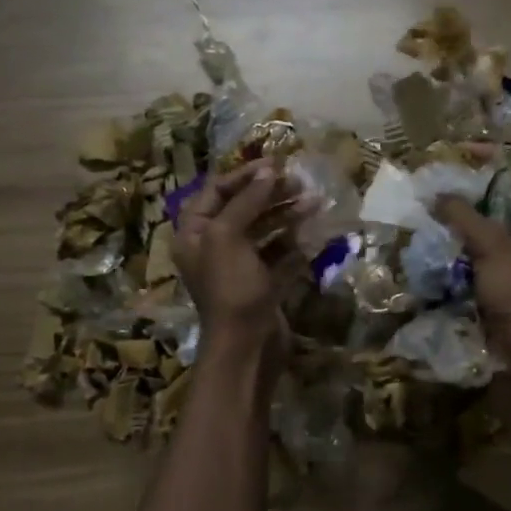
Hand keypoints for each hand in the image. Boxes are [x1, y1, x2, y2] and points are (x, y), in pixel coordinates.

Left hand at [175, 163, 298, 364]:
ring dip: (288, 215)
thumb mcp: (228, 236)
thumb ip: (247, 201)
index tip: (276, 165)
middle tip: (300, 183)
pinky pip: (280, 255)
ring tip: (315, 203)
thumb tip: (268, 172)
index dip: (244, 175)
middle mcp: (214, 247)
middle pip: (242, 209)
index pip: (216, 191)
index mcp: (195, 233)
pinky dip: (295, 243)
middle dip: (270, 194)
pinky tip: (314, 232)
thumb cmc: (230, 287)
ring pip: (264, 231)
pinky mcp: (263, 284)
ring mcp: (240, 267)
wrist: (246, 345)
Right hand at [435, 153, 510, 371]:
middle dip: (476, 185)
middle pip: (510, 193)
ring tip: (439, 204)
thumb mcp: (494, 249)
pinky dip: (471, 239)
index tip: (460, 153)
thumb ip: (466, 217)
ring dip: (471, 214)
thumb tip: (438, 194)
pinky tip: (445, 236)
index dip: (493, 155)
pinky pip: (491, 246)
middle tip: (444, 179)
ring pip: (498, 221)